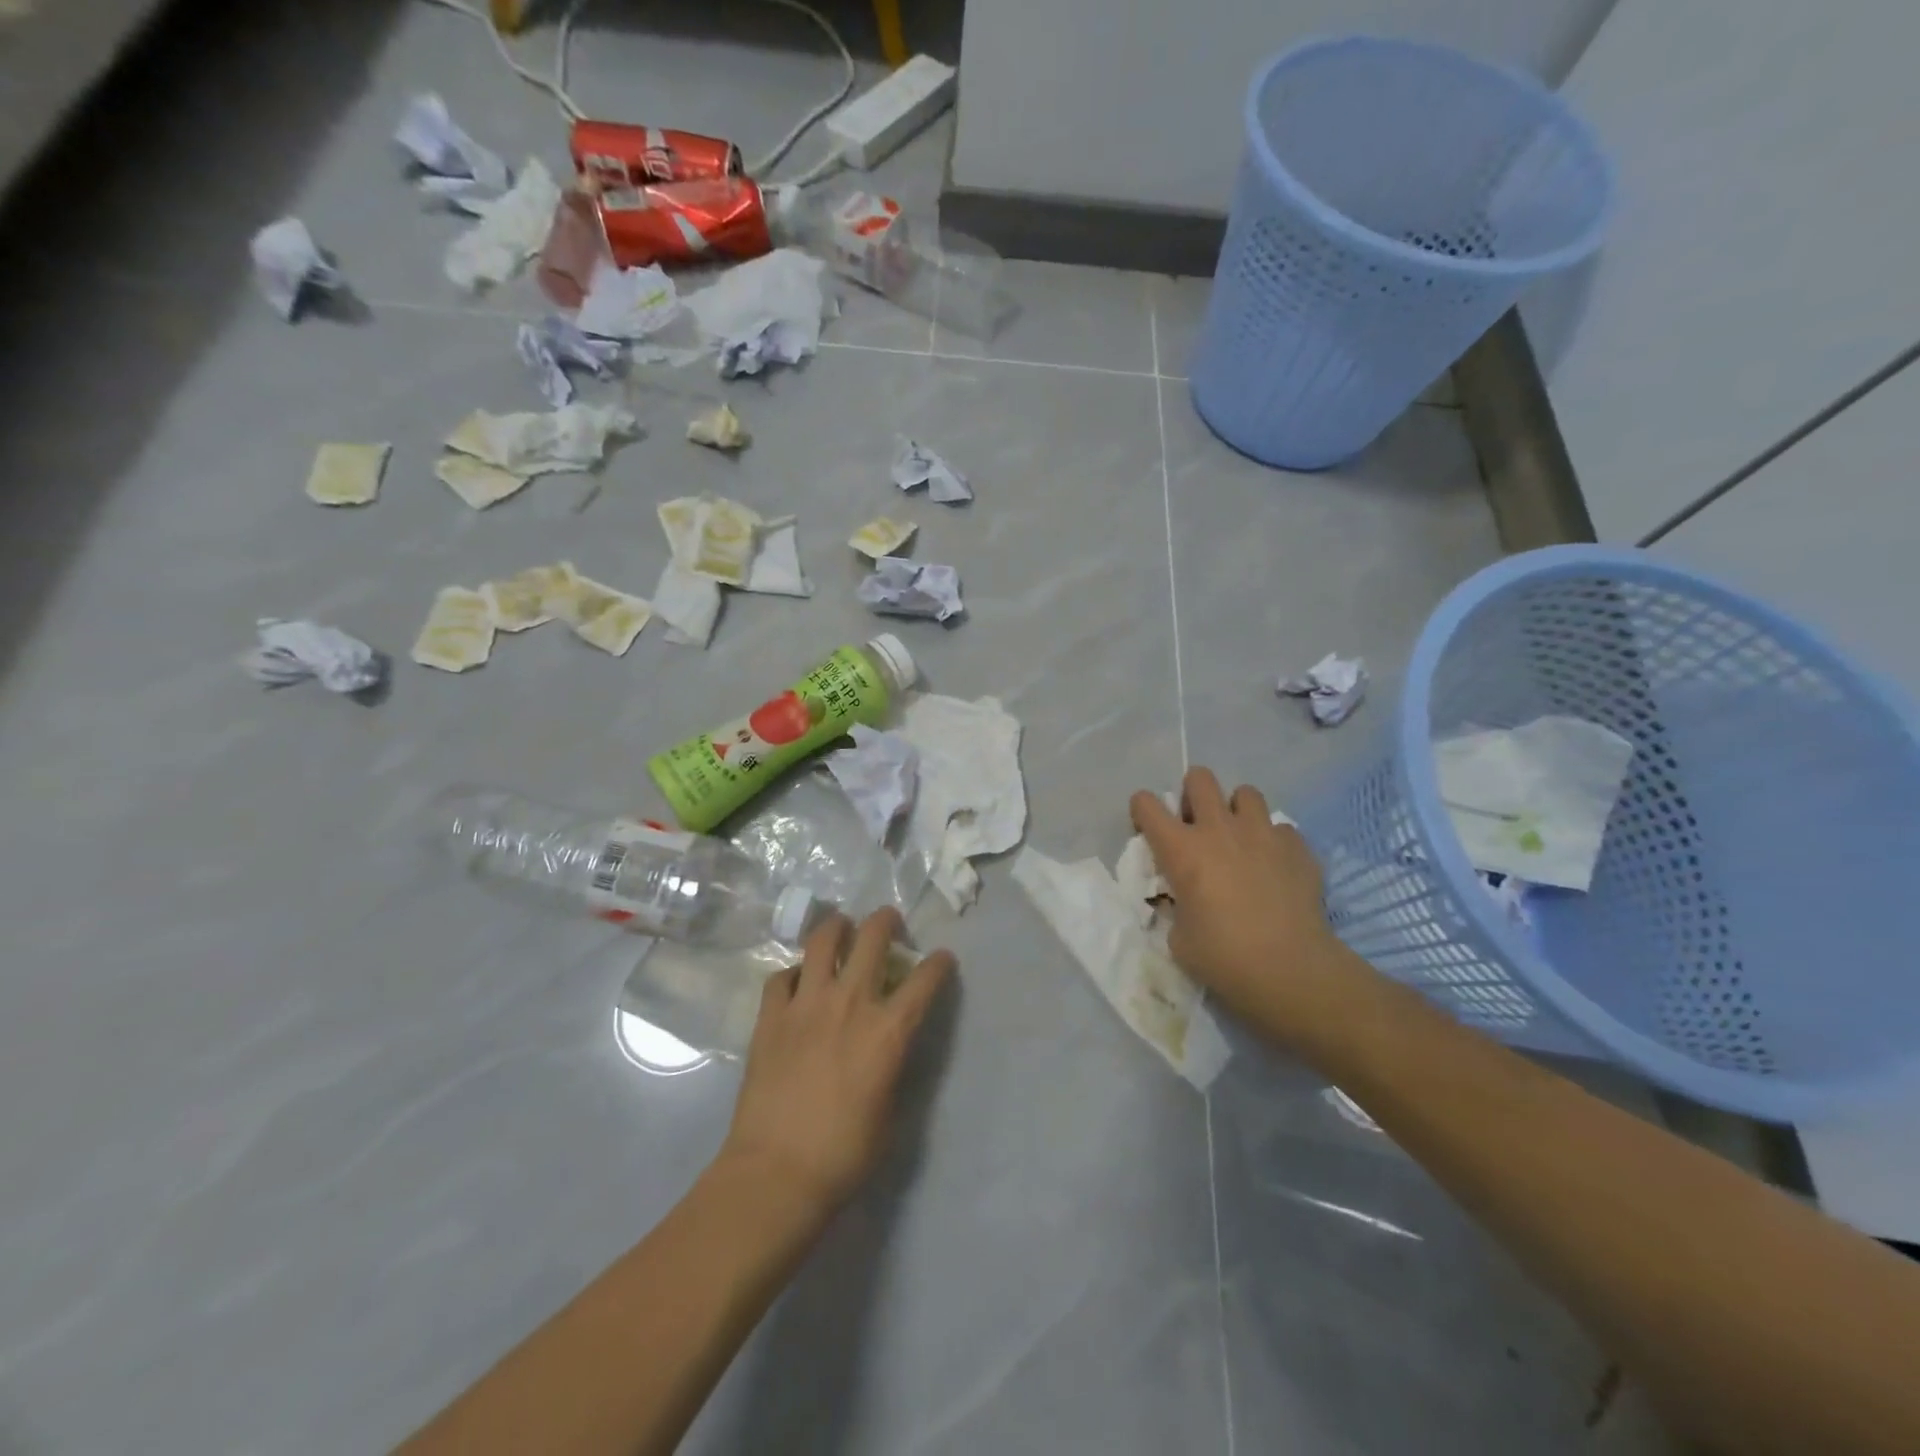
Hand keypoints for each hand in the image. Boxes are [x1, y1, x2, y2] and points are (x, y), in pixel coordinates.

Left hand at [718, 908, 953, 1216]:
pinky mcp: (771, 1016)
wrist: (776, 1173)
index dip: (939, 963)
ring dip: (837, 928)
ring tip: (841, 929)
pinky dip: (793, 973)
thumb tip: (890, 1045)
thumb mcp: (891, 1112)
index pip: (925, 980)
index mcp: (888, 1030)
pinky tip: (797, 982)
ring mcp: (806, 1004)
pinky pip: (781, 976)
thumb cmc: (844, 1154)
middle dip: (886, 920)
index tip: (942, 958)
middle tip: (889, 922)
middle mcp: (850, 1002)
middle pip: (873, 937)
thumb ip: (893, 1065)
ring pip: (822, 940)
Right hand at [1130, 767, 1363, 1052]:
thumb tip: (1188, 901)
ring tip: (1240, 838)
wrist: (1291, 970)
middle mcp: (1219, 829)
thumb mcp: (1180, 936)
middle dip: (1193, 794)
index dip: (1143, 812)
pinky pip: (1281, 828)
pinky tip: (1276, 866)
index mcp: (1181, 849)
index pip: (1146, 804)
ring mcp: (1262, 833)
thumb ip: (1178, 906)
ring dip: (1237, 810)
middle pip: (1199, 778)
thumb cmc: (1223, 957)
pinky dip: (1274, 841)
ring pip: (1246, 793)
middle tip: (1198, 825)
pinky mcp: (1297, 846)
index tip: (1149, 831)